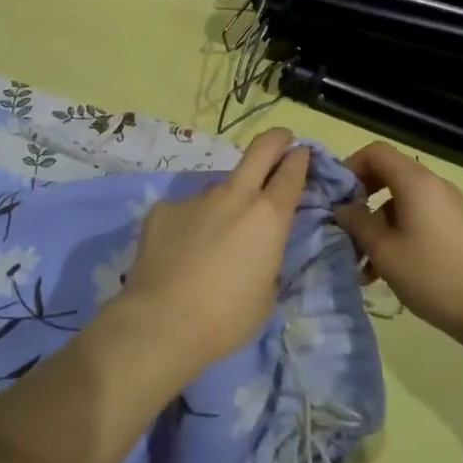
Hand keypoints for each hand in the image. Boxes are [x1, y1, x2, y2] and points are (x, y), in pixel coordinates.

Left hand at [119, 128, 309, 366]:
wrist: (161, 322)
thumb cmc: (226, 318)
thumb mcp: (266, 293)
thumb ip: (266, 258)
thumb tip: (255, 247)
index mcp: (268, 217)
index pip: (291, 173)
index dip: (300, 159)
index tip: (301, 152)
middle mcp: (234, 196)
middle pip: (260, 149)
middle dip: (275, 140)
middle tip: (280, 141)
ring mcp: (196, 198)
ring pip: (219, 187)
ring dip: (226, 200)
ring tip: (214, 237)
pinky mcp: (163, 209)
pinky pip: (185, 210)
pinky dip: (189, 224)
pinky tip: (179, 252)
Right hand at [334, 142, 462, 342]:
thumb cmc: (432, 275)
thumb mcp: (384, 251)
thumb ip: (357, 222)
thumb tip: (342, 207)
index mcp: (416, 182)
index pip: (376, 152)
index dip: (351, 166)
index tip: (335, 196)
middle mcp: (434, 185)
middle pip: (388, 174)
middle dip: (361, 198)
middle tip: (344, 226)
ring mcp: (447, 205)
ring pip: (400, 201)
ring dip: (376, 224)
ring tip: (361, 263)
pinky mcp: (455, 226)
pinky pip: (417, 217)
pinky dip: (396, 234)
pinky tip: (384, 271)